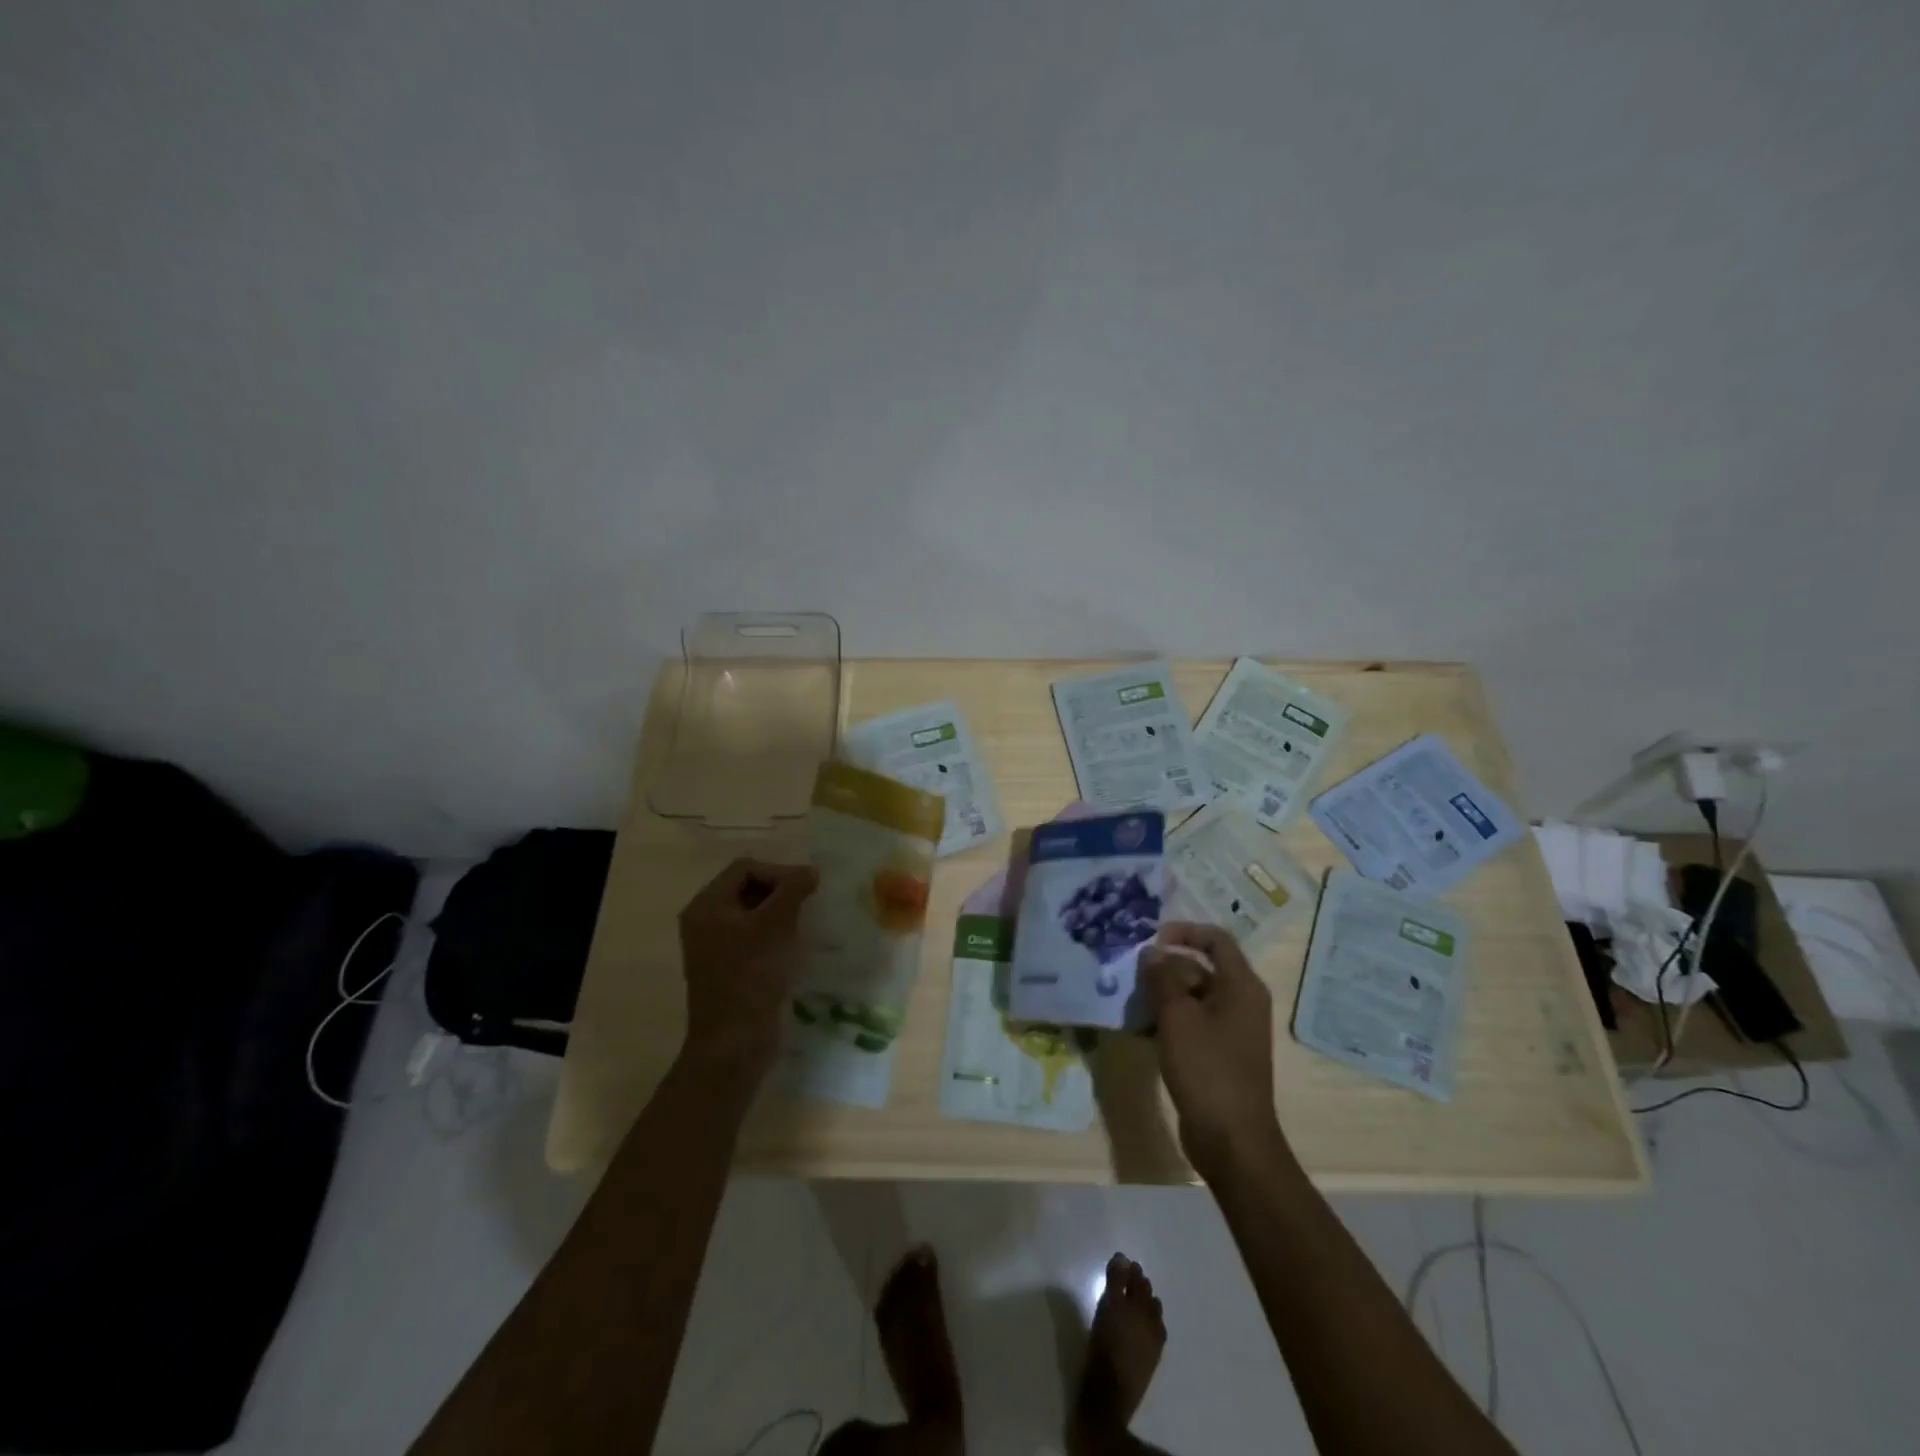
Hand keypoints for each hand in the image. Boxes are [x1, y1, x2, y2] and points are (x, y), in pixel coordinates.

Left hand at [677, 857, 818, 1085]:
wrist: (734, 1043)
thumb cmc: (751, 976)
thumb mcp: (774, 926)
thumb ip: (792, 890)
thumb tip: (810, 871)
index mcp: (707, 905)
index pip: (745, 868)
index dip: (778, 872)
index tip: (806, 889)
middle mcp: (705, 921)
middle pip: (747, 887)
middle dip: (780, 891)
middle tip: (807, 905)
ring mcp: (715, 946)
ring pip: (753, 913)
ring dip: (780, 913)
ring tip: (804, 924)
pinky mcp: (729, 967)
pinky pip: (753, 936)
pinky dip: (775, 934)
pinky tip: (794, 945)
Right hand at [1140, 923, 1286, 1180]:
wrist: (1232, 1140)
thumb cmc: (1207, 1069)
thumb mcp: (1177, 1017)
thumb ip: (1162, 978)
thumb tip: (1152, 952)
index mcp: (1241, 986)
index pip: (1215, 939)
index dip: (1184, 931)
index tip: (1151, 939)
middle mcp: (1242, 1001)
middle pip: (1202, 966)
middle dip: (1166, 966)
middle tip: (1131, 972)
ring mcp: (1232, 1029)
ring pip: (1193, 996)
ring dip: (1162, 994)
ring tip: (1129, 999)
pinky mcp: (1220, 1053)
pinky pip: (1193, 1022)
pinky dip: (1169, 1019)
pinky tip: (1139, 1028)